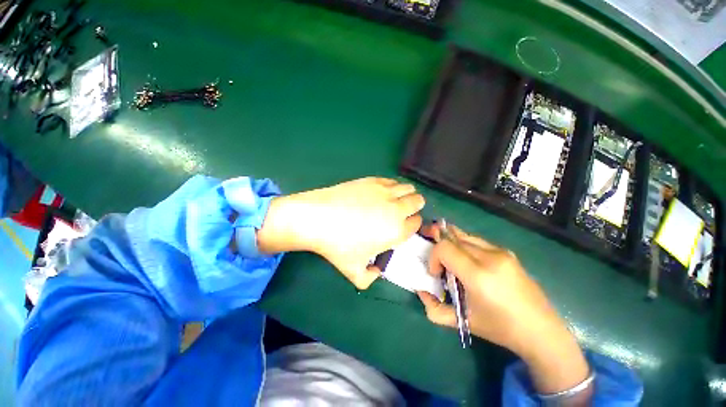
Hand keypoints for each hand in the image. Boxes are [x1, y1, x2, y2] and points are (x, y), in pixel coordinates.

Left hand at [257, 177, 423, 288]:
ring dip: (406, 194)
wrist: (318, 218)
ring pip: (408, 188)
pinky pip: (391, 181)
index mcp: (396, 231)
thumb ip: (368, 279)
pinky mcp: (372, 180)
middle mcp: (396, 208)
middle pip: (417, 201)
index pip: (416, 223)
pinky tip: (383, 191)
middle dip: (415, 206)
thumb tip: (375, 273)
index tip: (405, 225)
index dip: (413, 224)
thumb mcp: (353, 271)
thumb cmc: (337, 246)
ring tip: (396, 200)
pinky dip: (393, 186)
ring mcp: (384, 192)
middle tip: (404, 211)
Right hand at [417, 225, 589, 396]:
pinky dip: (465, 246)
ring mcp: (501, 251)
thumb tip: (420, 290)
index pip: (444, 247)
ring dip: (452, 245)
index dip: (433, 256)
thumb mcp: (462, 321)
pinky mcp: (507, 251)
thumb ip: (434, 308)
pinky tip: (469, 262)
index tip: (436, 273)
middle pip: (452, 237)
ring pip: (464, 235)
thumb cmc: (500, 328)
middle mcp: (490, 257)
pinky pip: (476, 240)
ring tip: (453, 262)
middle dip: (440, 249)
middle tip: (440, 265)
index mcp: (479, 275)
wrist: (542, 331)